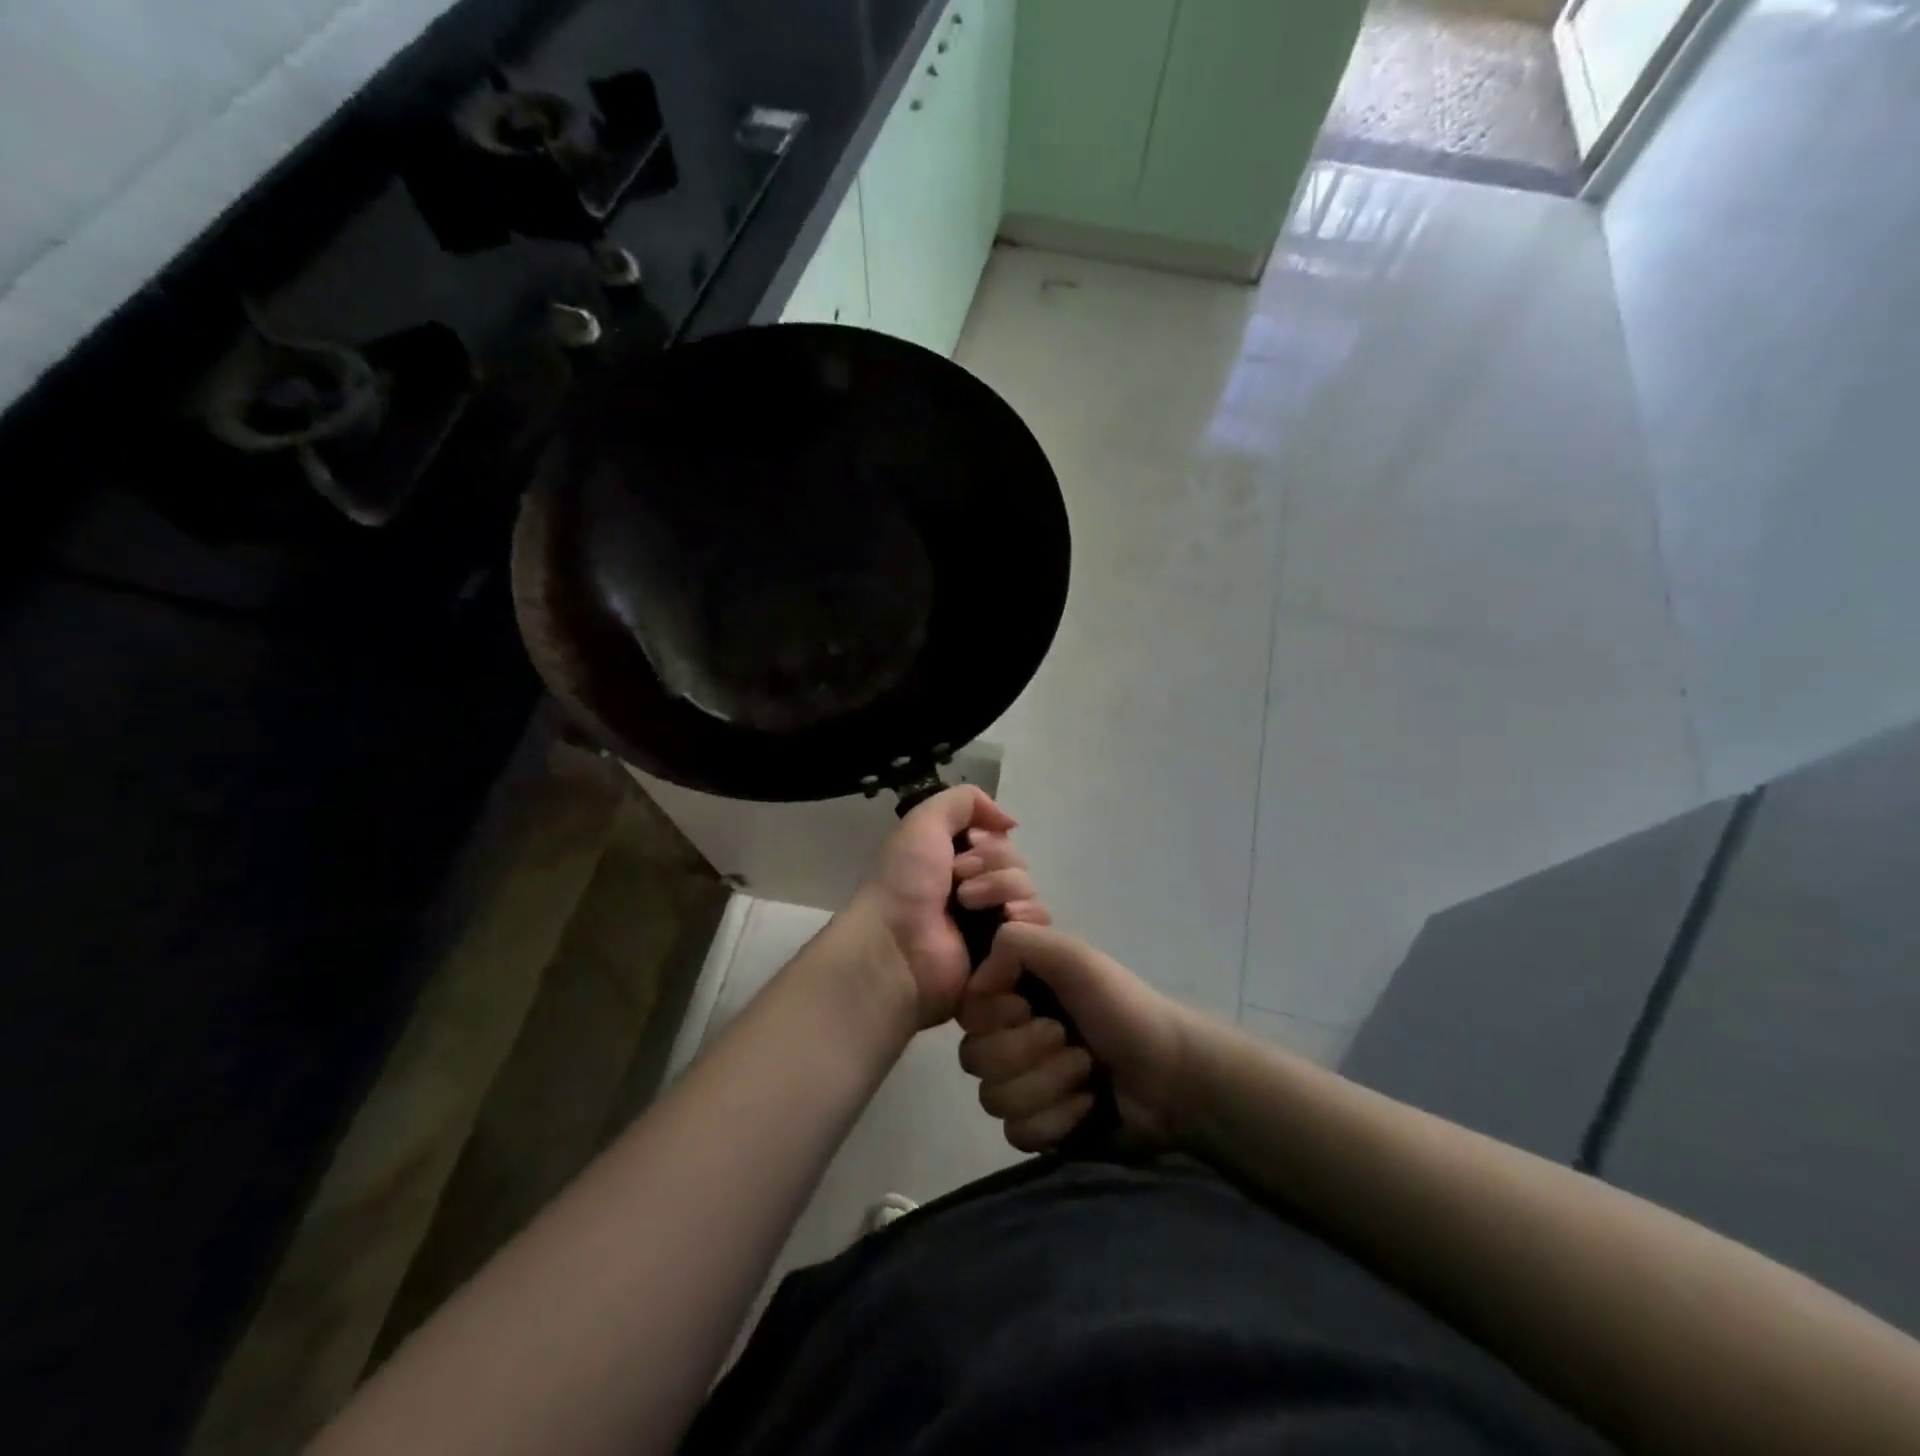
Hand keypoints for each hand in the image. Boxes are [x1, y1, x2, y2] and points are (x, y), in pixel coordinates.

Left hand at [847, 787, 1051, 1028]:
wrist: (896, 943)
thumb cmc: (905, 881)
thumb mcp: (925, 821)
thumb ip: (965, 800)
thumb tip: (1010, 822)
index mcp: (958, 861)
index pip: (1001, 841)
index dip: (989, 841)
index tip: (967, 845)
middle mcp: (978, 889)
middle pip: (1018, 863)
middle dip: (993, 864)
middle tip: (959, 881)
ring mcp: (993, 924)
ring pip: (1029, 891)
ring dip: (1002, 889)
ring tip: (968, 906)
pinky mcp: (1007, 954)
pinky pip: (1037, 926)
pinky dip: (1024, 918)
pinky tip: (1002, 923)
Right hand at [959, 925, 1195, 1152]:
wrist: (1174, 1078)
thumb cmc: (1123, 1008)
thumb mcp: (1073, 956)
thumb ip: (1016, 943)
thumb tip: (976, 984)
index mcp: (1016, 993)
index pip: (967, 1011)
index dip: (994, 1015)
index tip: (1027, 1006)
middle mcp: (1012, 1036)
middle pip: (973, 1057)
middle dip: (1026, 1052)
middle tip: (1069, 1040)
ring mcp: (1024, 1085)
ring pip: (993, 1098)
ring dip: (1046, 1085)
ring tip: (1086, 1073)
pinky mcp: (1039, 1128)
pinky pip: (1017, 1133)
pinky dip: (1057, 1119)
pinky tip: (1087, 1106)